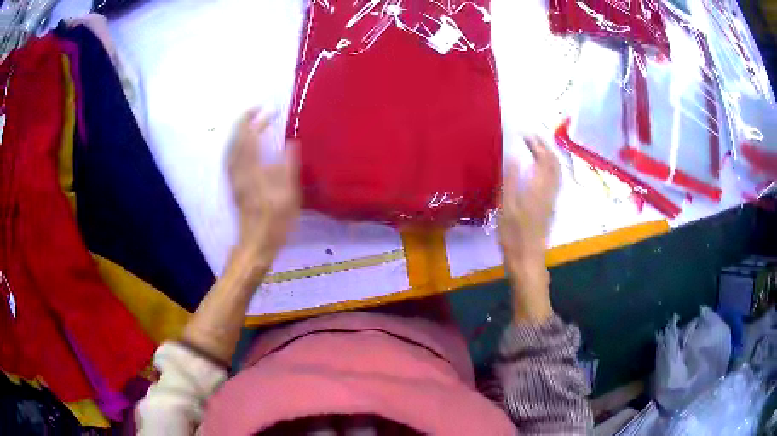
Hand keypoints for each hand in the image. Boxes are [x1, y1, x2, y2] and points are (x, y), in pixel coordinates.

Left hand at [228, 108, 299, 271]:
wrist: (255, 244)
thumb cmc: (274, 222)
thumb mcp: (288, 196)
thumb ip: (288, 167)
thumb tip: (290, 143)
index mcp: (251, 171)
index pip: (249, 137)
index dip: (255, 120)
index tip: (266, 108)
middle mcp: (238, 171)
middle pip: (236, 140)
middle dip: (245, 122)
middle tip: (258, 111)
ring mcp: (234, 179)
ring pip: (231, 149)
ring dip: (240, 133)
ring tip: (251, 124)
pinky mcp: (234, 186)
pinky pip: (231, 158)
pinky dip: (236, 146)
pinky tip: (244, 147)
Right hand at [498, 136, 559, 321]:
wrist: (527, 259)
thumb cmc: (514, 234)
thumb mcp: (507, 206)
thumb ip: (511, 179)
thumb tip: (513, 155)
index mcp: (540, 187)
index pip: (544, 157)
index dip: (536, 143)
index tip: (524, 133)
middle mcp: (550, 190)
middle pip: (554, 162)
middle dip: (544, 146)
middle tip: (530, 137)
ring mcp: (552, 199)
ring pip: (557, 171)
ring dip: (549, 156)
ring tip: (536, 148)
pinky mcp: (550, 207)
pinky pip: (555, 180)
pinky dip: (550, 168)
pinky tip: (540, 170)